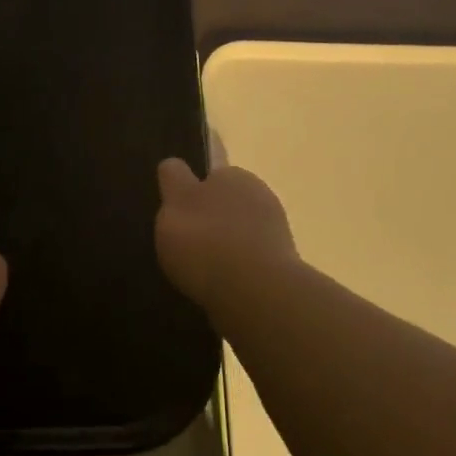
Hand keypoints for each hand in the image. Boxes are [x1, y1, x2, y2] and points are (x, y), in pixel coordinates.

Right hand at [154, 158, 298, 314]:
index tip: (178, 206)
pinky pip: (250, 258)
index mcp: (232, 175)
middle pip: (228, 201)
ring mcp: (274, 230)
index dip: (194, 186)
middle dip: (210, 215)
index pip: (212, 171)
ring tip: (198, 267)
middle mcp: (258, 195)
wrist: (255, 291)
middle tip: (185, 240)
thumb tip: (173, 164)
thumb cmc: (205, 241)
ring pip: (241, 230)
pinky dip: (236, 266)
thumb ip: (173, 180)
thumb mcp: (174, 203)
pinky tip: (219, 283)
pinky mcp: (282, 263)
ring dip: (225, 242)